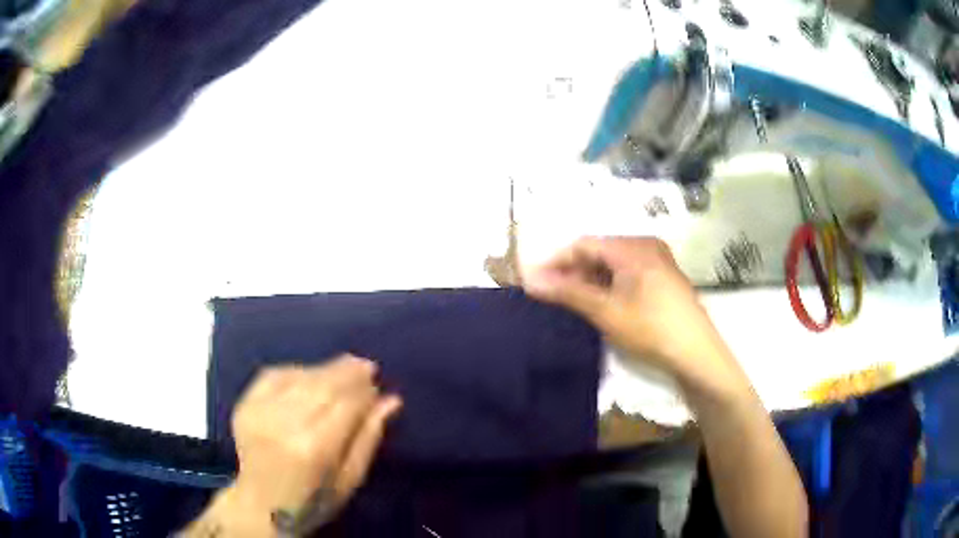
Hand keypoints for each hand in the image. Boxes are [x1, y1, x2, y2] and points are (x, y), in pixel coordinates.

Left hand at [224, 356, 401, 533]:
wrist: (260, 505)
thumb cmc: (313, 501)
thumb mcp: (350, 480)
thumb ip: (368, 438)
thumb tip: (391, 400)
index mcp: (314, 448)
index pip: (346, 404)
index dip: (364, 389)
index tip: (377, 383)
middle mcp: (284, 423)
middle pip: (322, 384)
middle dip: (347, 372)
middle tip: (365, 366)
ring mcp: (260, 411)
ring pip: (300, 377)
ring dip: (324, 370)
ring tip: (342, 369)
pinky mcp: (244, 404)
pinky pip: (274, 374)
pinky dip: (295, 371)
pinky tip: (308, 375)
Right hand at [523, 237, 747, 397]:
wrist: (697, 354)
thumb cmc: (651, 329)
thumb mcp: (606, 312)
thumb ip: (568, 293)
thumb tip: (530, 281)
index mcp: (632, 247)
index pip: (584, 244)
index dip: (556, 261)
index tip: (534, 280)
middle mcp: (645, 246)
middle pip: (599, 251)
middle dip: (573, 270)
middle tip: (550, 294)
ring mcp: (657, 261)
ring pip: (613, 263)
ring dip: (590, 279)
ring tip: (570, 300)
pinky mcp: (663, 277)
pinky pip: (627, 272)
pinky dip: (609, 284)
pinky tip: (599, 301)